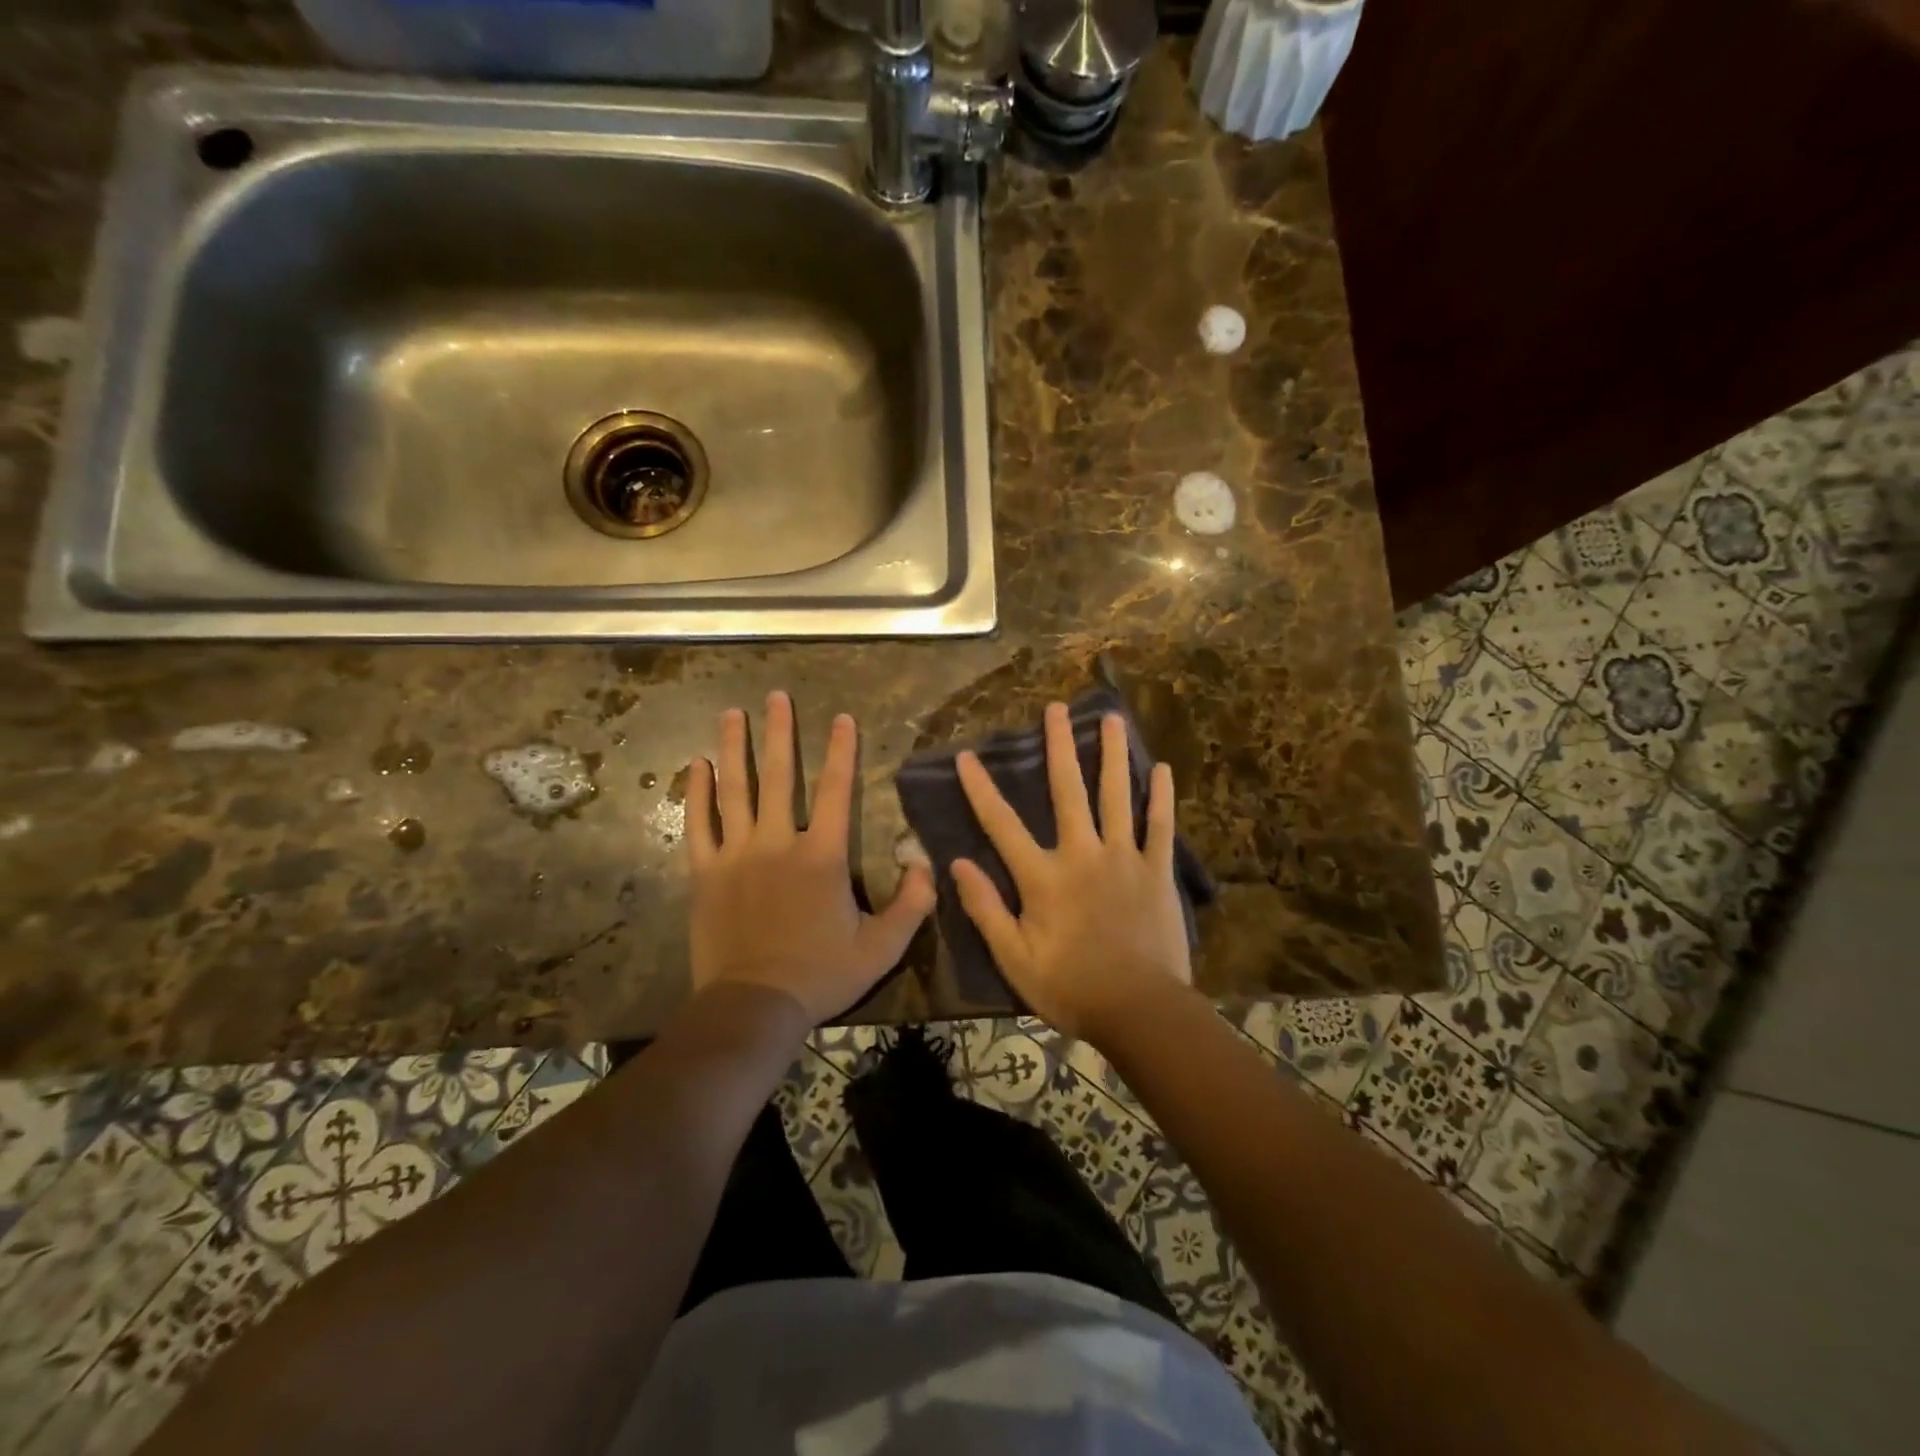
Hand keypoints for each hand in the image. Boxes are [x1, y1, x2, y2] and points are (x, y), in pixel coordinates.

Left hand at [685, 691, 936, 1024]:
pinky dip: (697, 793)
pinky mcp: (705, 874)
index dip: (841, 751)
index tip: (842, 718)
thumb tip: (925, 863)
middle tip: (775, 696)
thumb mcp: (882, 946)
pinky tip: (696, 766)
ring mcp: (736, 856)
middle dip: (778, 733)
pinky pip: (699, 825)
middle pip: (777, 776)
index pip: (836, 790)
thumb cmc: (821, 974)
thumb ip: (912, 903)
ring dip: (733, 748)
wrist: (754, 1006)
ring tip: (731, 713)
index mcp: (821, 856)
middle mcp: (777, 843)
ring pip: (734, 791)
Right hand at [950, 702, 1192, 1039]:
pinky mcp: (1156, 871)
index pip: (1001, 824)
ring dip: (1113, 755)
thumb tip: (957, 863)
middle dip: (1059, 747)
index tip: (967, 755)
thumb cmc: (1071, 988)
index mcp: (1043, 877)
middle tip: (1056, 709)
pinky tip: (1162, 769)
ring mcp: (1124, 858)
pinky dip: (1161, 797)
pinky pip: (1160, 826)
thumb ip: (986, 908)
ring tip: (1112, 719)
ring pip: (1117, 796)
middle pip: (1067, 791)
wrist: (1140, 1011)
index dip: (981, 788)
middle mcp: (1082, 854)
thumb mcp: (1015, 958)